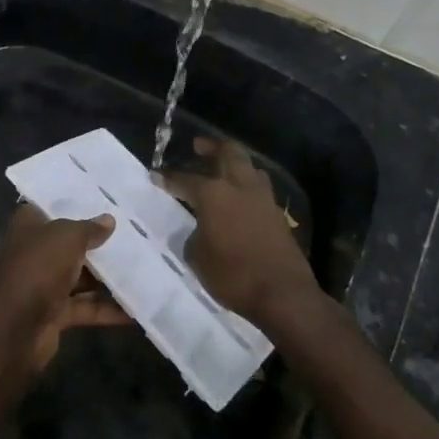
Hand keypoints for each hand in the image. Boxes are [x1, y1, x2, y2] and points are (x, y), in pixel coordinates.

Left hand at [0, 204, 126, 372]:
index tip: (108, 202)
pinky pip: (86, 308)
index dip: (78, 205)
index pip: (54, 208)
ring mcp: (44, 285)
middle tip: (137, 236)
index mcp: (30, 226)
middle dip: (101, 244)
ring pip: (82, 278)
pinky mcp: (55, 314)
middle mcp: (36, 252)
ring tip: (146, 269)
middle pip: (72, 245)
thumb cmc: (37, 267)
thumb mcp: (67, 237)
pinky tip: (136, 309)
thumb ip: (89, 229)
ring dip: (109, 278)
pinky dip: (108, 310)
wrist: (12, 327)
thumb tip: (109, 220)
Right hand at [159, 137, 319, 329]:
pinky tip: (239, 197)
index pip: (186, 179)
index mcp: (214, 193)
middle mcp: (240, 186)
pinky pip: (259, 188)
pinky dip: (246, 185)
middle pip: (228, 153)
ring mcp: (263, 198)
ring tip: (222, 168)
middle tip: (198, 146)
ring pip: (249, 167)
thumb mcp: (198, 258)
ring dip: (234, 163)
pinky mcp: (277, 214)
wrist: (282, 292)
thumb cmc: (233, 274)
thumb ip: (195, 235)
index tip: (156, 174)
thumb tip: (201, 229)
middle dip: (212, 147)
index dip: (169, 177)